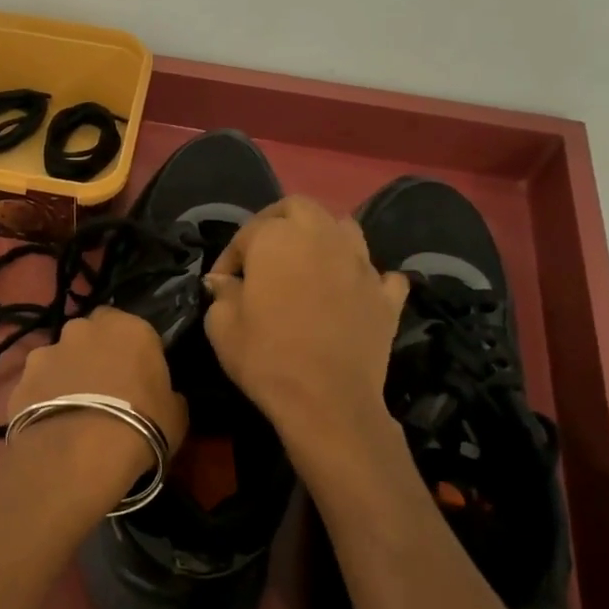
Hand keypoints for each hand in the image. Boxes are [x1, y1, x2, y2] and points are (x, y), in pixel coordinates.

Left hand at [2, 306, 189, 507]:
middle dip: (94, 353)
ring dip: (66, 373)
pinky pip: (37, 383)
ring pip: (60, 356)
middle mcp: (84, 329)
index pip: (131, 325)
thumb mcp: (175, 414)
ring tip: (72, 409)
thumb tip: (163, 395)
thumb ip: (167, 394)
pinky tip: (50, 423)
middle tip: (103, 387)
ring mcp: (47, 351)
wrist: (79, 454)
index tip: (135, 372)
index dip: (131, 349)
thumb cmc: (141, 426)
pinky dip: (42, 396)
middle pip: (90, 334)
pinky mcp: (21, 378)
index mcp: (129, 328)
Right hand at [202, 196, 407, 452]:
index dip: (229, 257)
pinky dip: (365, 277)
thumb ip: (222, 294)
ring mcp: (361, 264)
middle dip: (276, 224)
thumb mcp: (221, 327)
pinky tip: (353, 292)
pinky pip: (379, 274)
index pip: (247, 233)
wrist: (327, 400)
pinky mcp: (386, 295)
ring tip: (308, 265)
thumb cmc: (266, 358)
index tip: (221, 285)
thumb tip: (224, 282)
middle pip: (298, 208)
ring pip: (344, 229)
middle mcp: (322, 237)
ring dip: (323, 238)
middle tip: (262, 256)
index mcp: (278, 239)